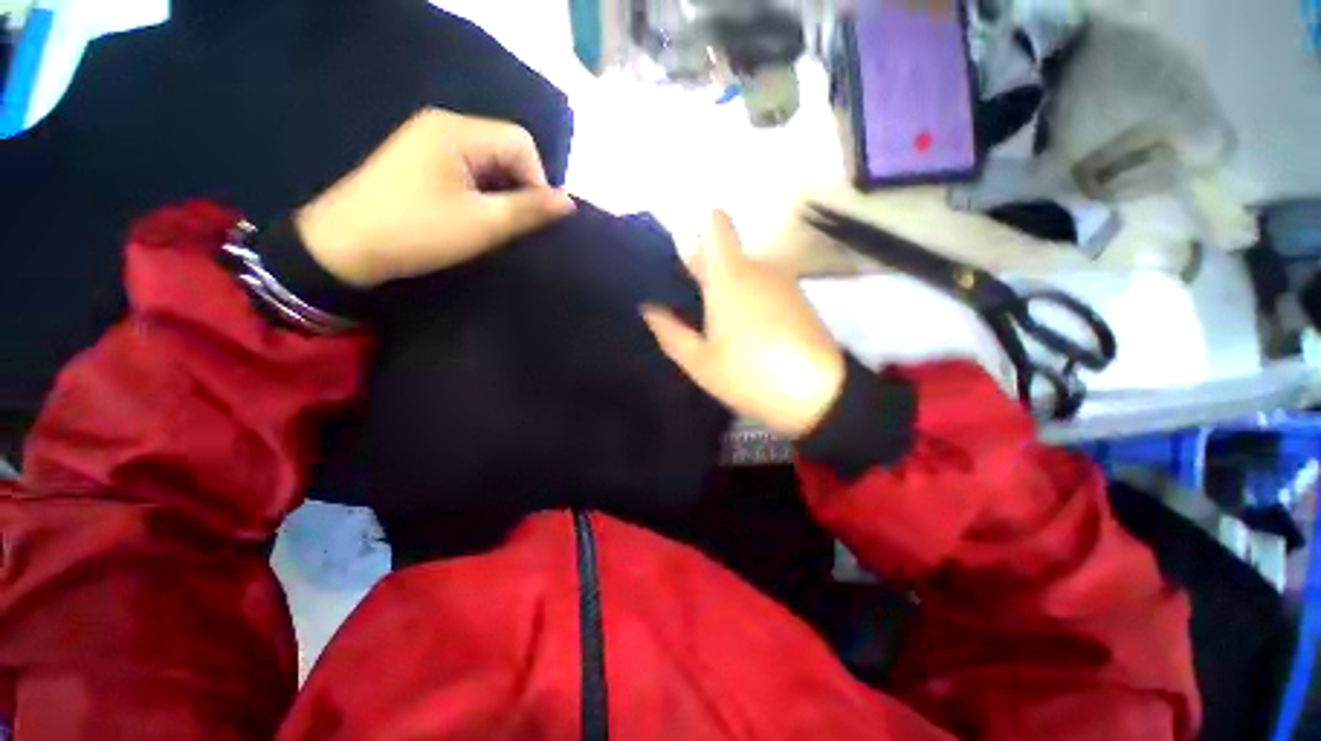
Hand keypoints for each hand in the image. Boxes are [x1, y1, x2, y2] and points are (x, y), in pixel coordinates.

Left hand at [295, 108, 576, 287]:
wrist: (343, 246)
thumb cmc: (417, 231)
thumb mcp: (482, 224)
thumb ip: (529, 210)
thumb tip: (569, 202)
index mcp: (457, 131)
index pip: (520, 142)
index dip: (537, 179)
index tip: (530, 217)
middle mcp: (443, 125)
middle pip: (504, 148)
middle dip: (518, 186)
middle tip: (510, 224)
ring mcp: (427, 140)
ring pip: (487, 160)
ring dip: (500, 191)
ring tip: (491, 223)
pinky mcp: (419, 159)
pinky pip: (467, 168)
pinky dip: (480, 191)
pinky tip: (471, 215)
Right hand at [641, 211, 845, 437]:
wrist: (819, 395)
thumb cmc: (750, 375)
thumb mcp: (699, 361)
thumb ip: (669, 331)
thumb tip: (649, 308)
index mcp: (730, 276)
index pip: (716, 223)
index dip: (696, 220)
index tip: (677, 241)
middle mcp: (758, 268)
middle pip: (725, 254)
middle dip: (702, 271)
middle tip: (682, 303)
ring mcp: (782, 283)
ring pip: (744, 274)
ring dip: (724, 289)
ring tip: (710, 325)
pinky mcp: (798, 300)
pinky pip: (763, 288)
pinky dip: (746, 300)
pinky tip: (741, 332)